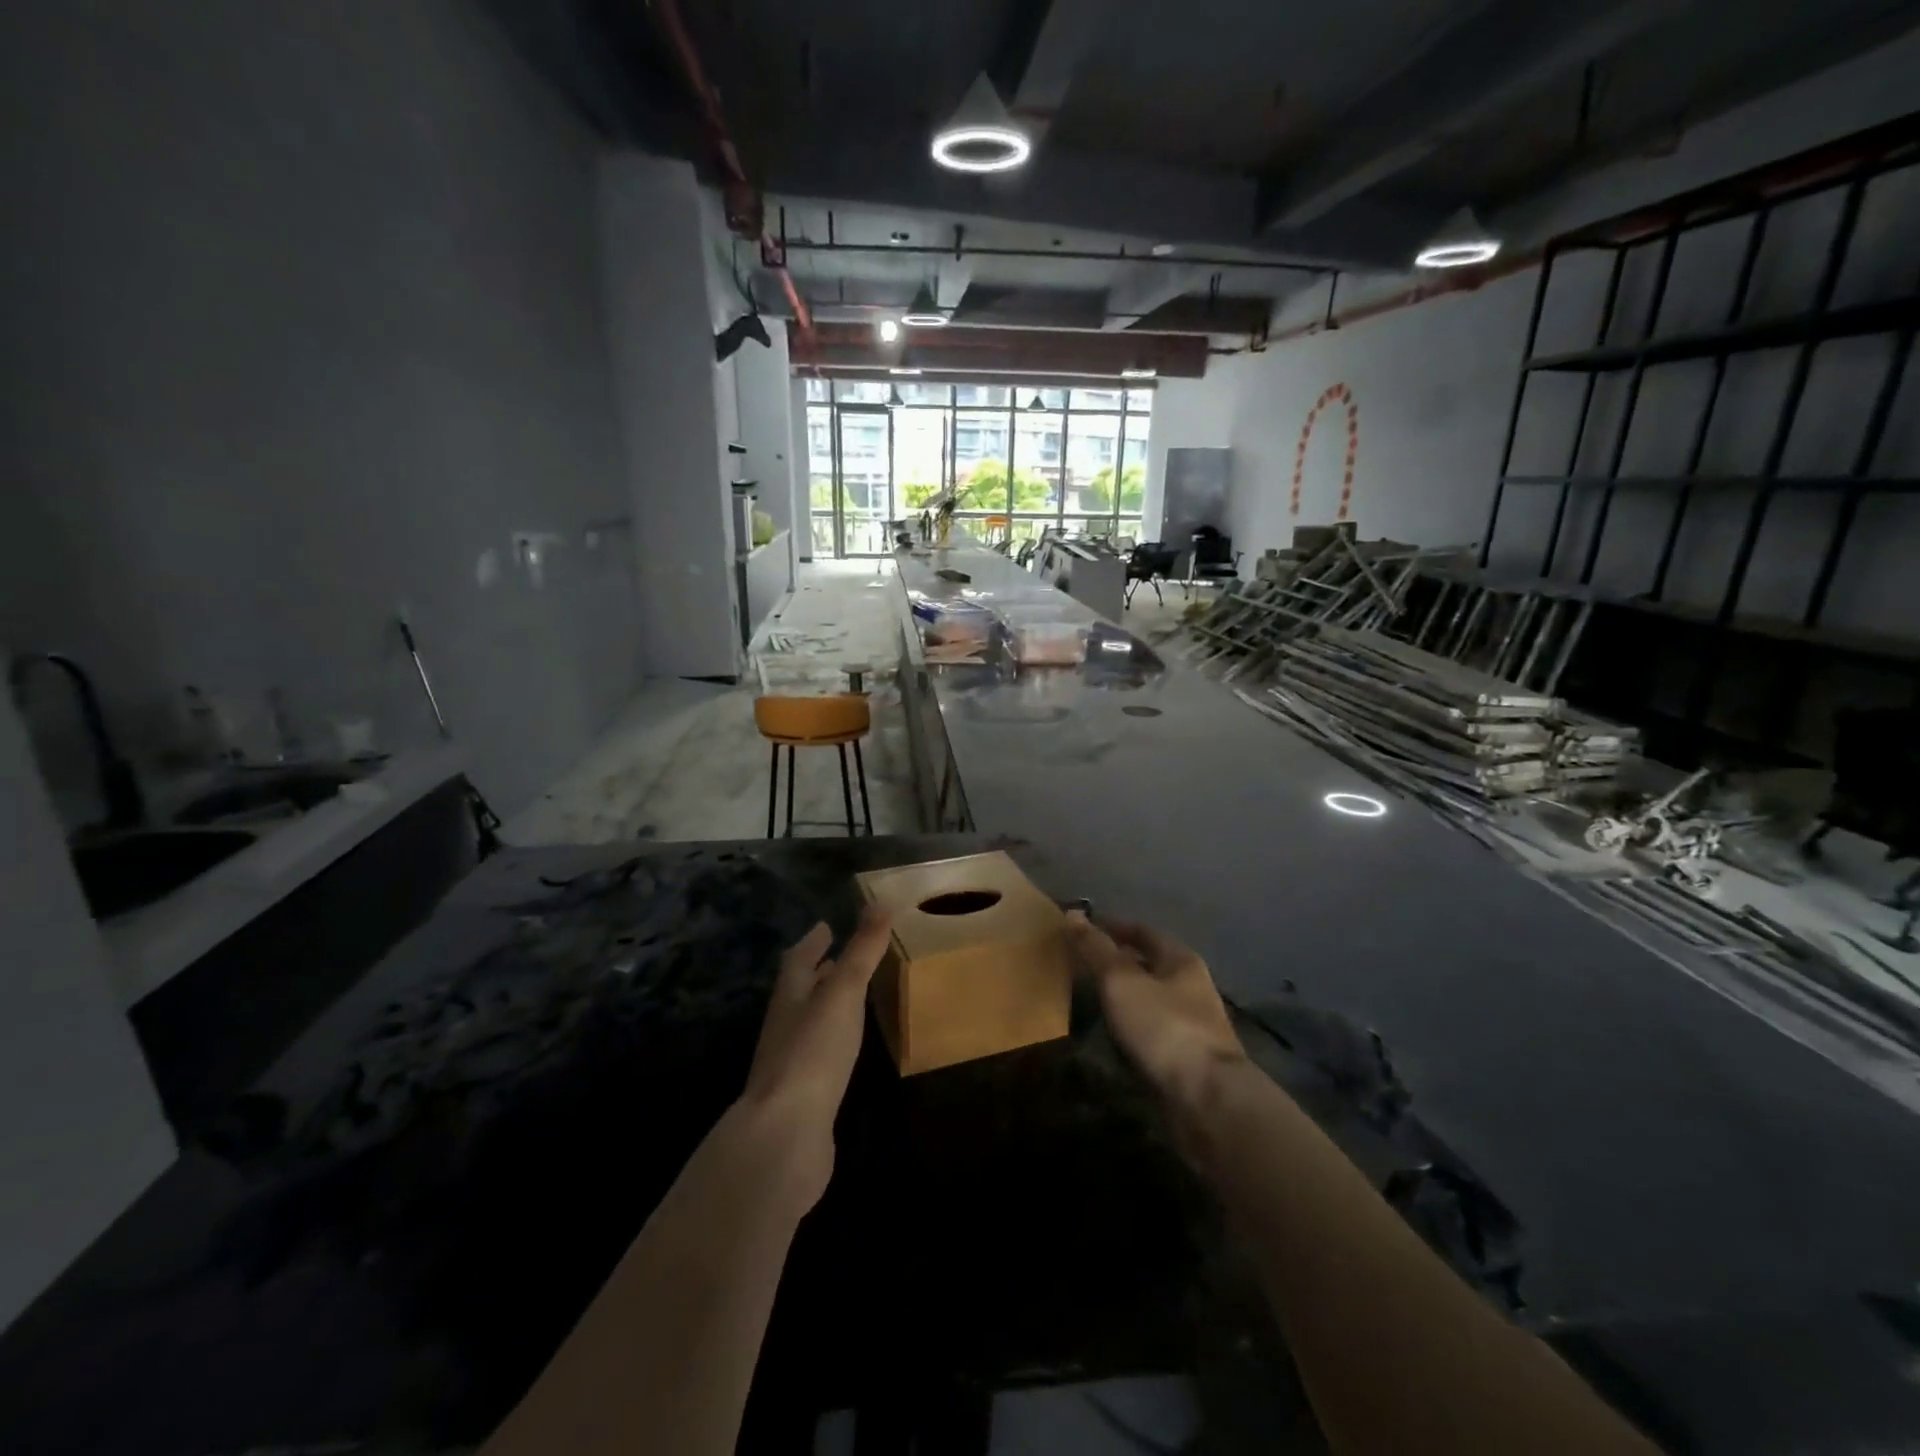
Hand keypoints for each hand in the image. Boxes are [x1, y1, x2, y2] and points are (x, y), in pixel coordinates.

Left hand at [738, 908, 891, 1207]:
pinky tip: (845, 1050)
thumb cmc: (813, 1052)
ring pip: (807, 1023)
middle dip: (816, 972)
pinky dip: (830, 1041)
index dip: (812, 942)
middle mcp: (785, 1025)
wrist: (785, 1134)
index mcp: (790, 997)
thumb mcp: (842, 994)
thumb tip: (878, 904)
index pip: (798, 960)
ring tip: (846, 998)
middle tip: (836, 957)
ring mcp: (790, 1063)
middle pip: (798, 991)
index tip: (824, 927)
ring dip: (823, 1006)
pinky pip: (817, 1056)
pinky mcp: (802, 1096)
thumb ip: (861, 952)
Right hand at [1065, 911, 1245, 1107]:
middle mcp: (1193, 986)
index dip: (1114, 927)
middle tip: (1083, 966)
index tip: (1084, 930)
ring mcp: (1195, 1024)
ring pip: (1153, 999)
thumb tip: (1073, 913)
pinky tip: (1115, 1038)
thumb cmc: (1164, 1027)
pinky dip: (1133, 1028)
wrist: (1208, 1099)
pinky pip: (1154, 1032)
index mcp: (1181, 960)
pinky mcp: (1191, 1058)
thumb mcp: (1121, 981)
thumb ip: (1096, 948)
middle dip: (1119, 963)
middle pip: (1151, 965)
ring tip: (1093, 1001)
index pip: (1143, 931)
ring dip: (1126, 998)